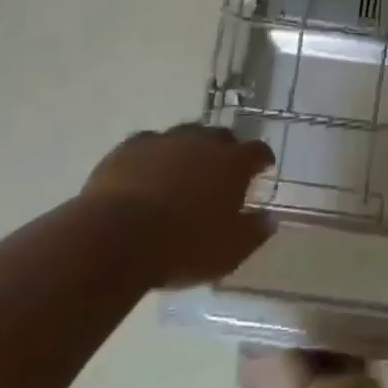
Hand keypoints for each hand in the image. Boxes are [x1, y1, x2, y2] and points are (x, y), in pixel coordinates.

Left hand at [85, 125, 275, 288]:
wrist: (117, 238)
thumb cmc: (182, 247)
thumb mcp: (228, 252)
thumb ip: (254, 232)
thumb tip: (270, 218)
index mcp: (232, 163)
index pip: (257, 151)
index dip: (262, 159)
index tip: (263, 168)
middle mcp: (203, 141)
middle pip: (221, 137)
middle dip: (225, 151)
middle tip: (220, 174)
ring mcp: (165, 140)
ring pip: (185, 136)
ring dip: (189, 150)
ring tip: (182, 173)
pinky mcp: (131, 147)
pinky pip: (149, 145)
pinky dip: (153, 157)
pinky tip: (146, 175)